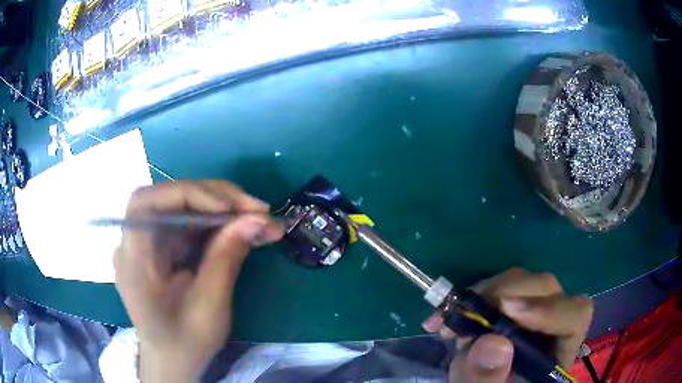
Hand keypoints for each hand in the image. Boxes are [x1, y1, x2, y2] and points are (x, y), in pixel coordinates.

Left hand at [114, 181, 283, 381]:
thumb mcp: (209, 306)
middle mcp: (135, 242)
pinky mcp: (164, 247)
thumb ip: (227, 258)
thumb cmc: (185, 341)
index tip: (228, 207)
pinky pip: (189, 225)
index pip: (147, 203)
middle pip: (169, 199)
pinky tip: (241, 229)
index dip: (186, 194)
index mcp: (133, 259)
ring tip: (257, 218)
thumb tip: (257, 219)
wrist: (173, 360)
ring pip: (183, 208)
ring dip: (222, 209)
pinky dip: (217, 224)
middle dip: (215, 198)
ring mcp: (149, 242)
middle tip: (256, 209)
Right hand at [423, 267, 592, 382]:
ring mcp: (531, 314)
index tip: (506, 310)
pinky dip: (471, 297)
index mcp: (556, 353)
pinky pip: (498, 288)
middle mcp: (551, 326)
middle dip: (505, 294)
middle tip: (465, 314)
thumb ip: (487, 379)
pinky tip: (447, 315)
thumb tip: (491, 341)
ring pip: (521, 283)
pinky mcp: (509, 309)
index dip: (548, 308)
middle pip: (546, 290)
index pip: (574, 316)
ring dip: (484, 294)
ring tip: (449, 322)